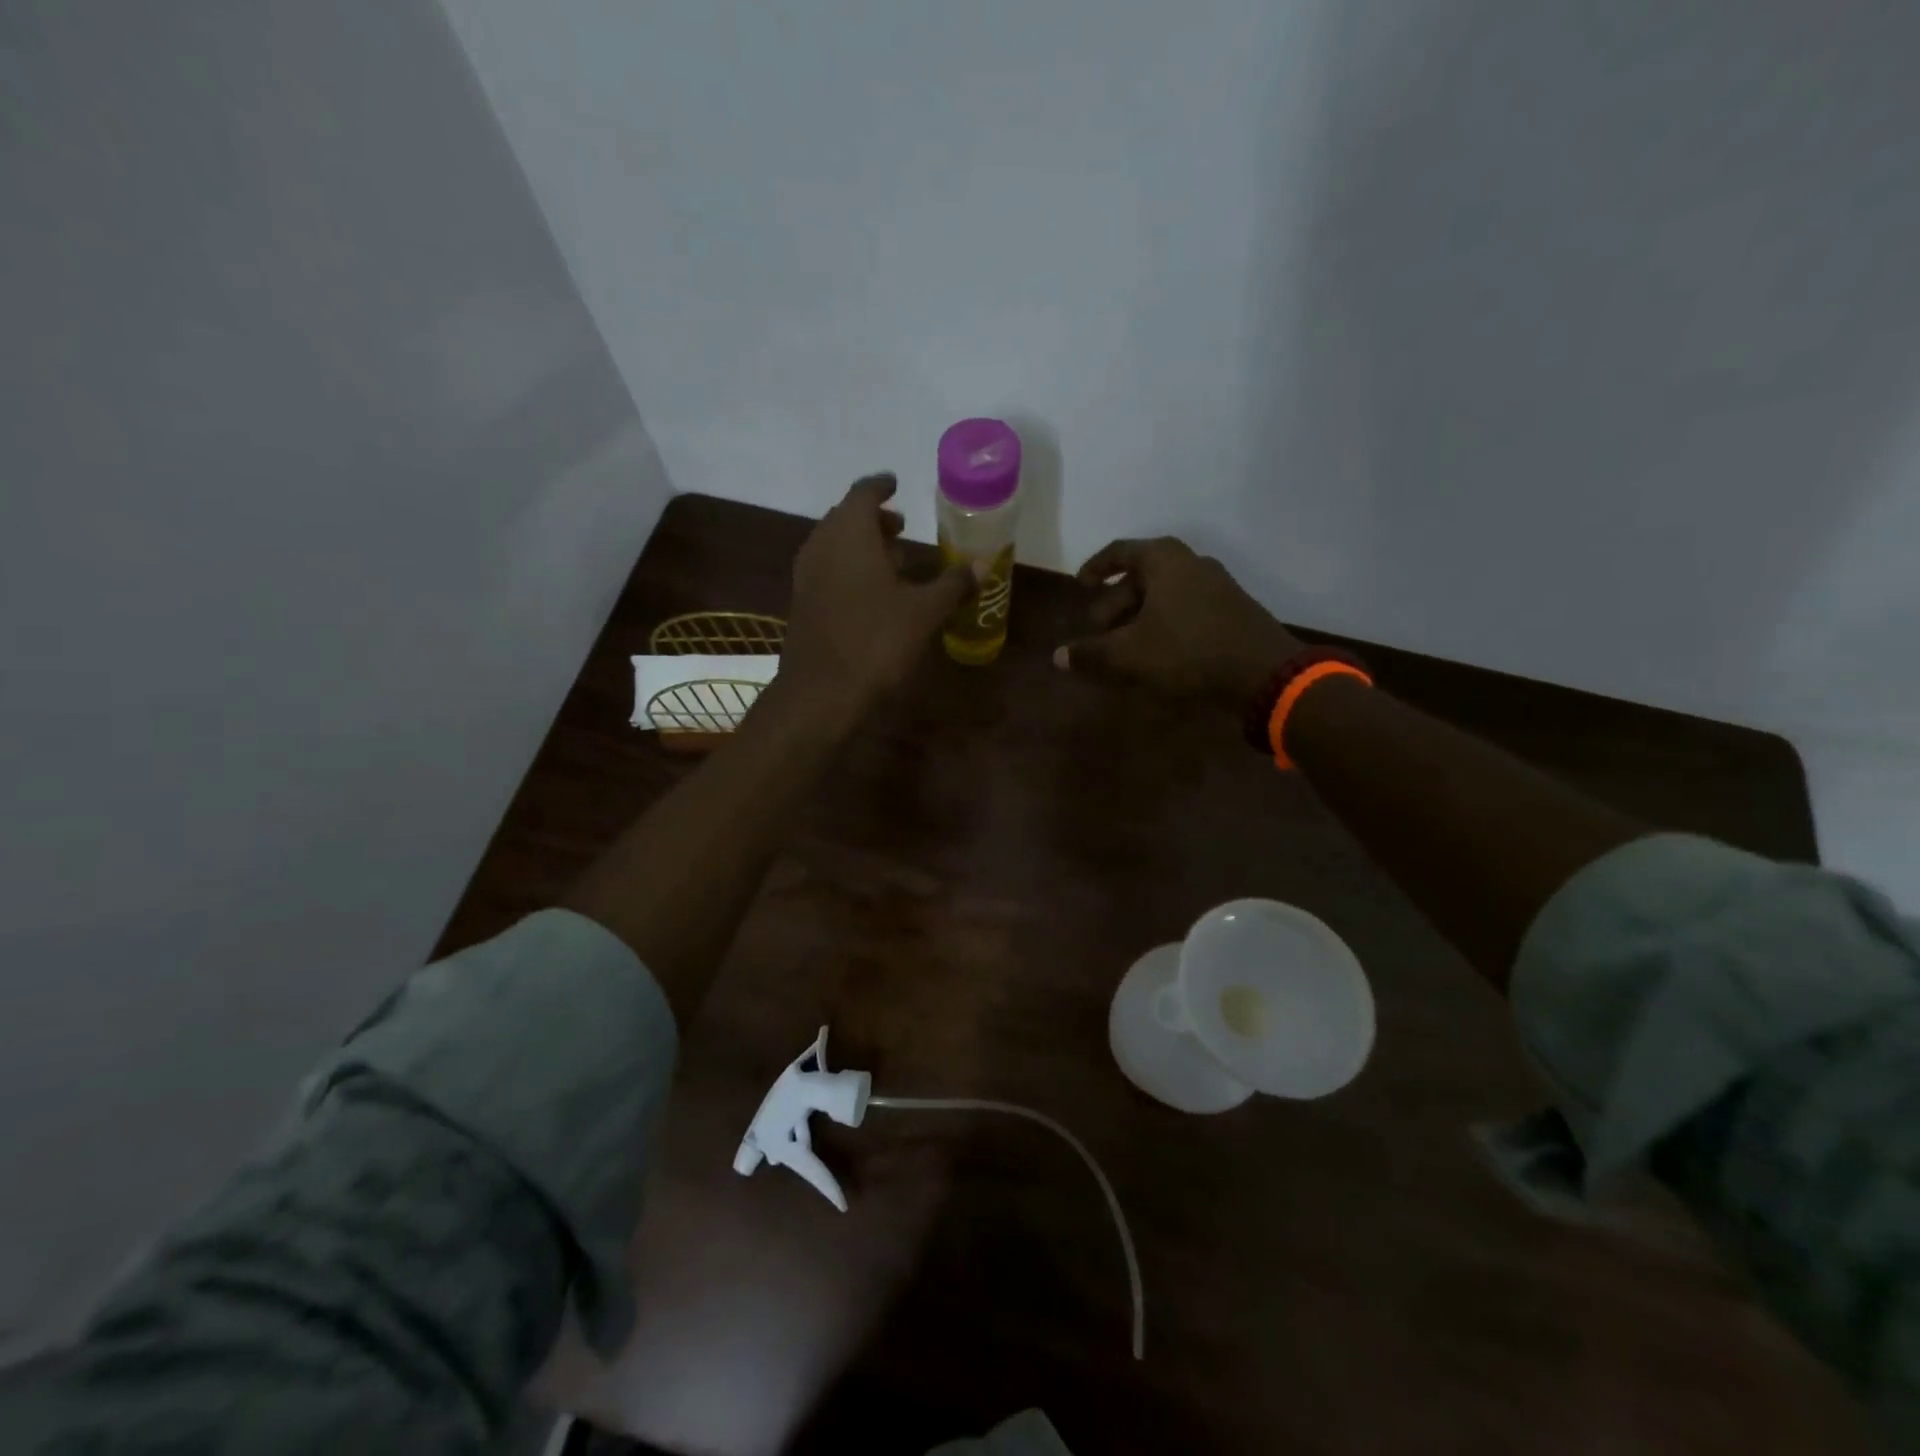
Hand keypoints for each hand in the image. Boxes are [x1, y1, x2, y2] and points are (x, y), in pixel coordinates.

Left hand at [777, 475, 974, 725]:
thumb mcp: (923, 611)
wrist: (821, 691)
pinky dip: (850, 568)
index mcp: (849, 533)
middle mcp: (822, 544)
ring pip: (836, 545)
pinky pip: (828, 569)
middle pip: (847, 518)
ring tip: (895, 561)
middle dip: (875, 520)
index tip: (896, 483)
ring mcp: (807, 574)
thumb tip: (983, 564)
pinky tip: (873, 593)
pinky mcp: (803, 601)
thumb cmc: (875, 641)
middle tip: (902, 526)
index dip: (881, 486)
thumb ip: (953, 584)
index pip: (863, 493)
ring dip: (863, 546)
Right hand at [1055, 538, 1302, 706]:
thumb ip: (1091, 654)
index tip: (1080, 586)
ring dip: (1139, 616)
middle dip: (1115, 601)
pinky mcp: (1232, 610)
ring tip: (1124, 646)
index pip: (1120, 551)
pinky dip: (1163, 624)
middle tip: (1098, 630)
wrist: (1263, 674)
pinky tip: (1157, 653)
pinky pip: (1185, 608)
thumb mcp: (1129, 655)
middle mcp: (1192, 563)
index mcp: (1164, 560)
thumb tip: (1058, 657)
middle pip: (1142, 575)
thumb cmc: (1187, 652)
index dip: (1095, 567)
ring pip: (1165, 594)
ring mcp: (1217, 586)